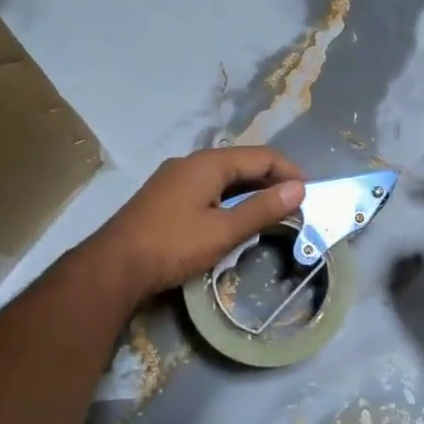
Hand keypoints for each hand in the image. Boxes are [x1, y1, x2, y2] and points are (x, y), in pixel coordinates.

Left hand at [88, 146, 304, 297]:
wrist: (113, 267)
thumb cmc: (172, 245)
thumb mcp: (223, 231)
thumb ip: (262, 209)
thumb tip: (299, 188)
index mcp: (208, 163)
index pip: (261, 156)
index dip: (289, 171)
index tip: (310, 193)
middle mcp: (190, 163)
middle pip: (242, 164)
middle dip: (271, 181)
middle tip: (295, 206)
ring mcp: (174, 180)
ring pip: (223, 178)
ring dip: (250, 192)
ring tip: (271, 214)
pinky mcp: (164, 198)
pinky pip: (207, 190)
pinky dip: (229, 200)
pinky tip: (234, 220)